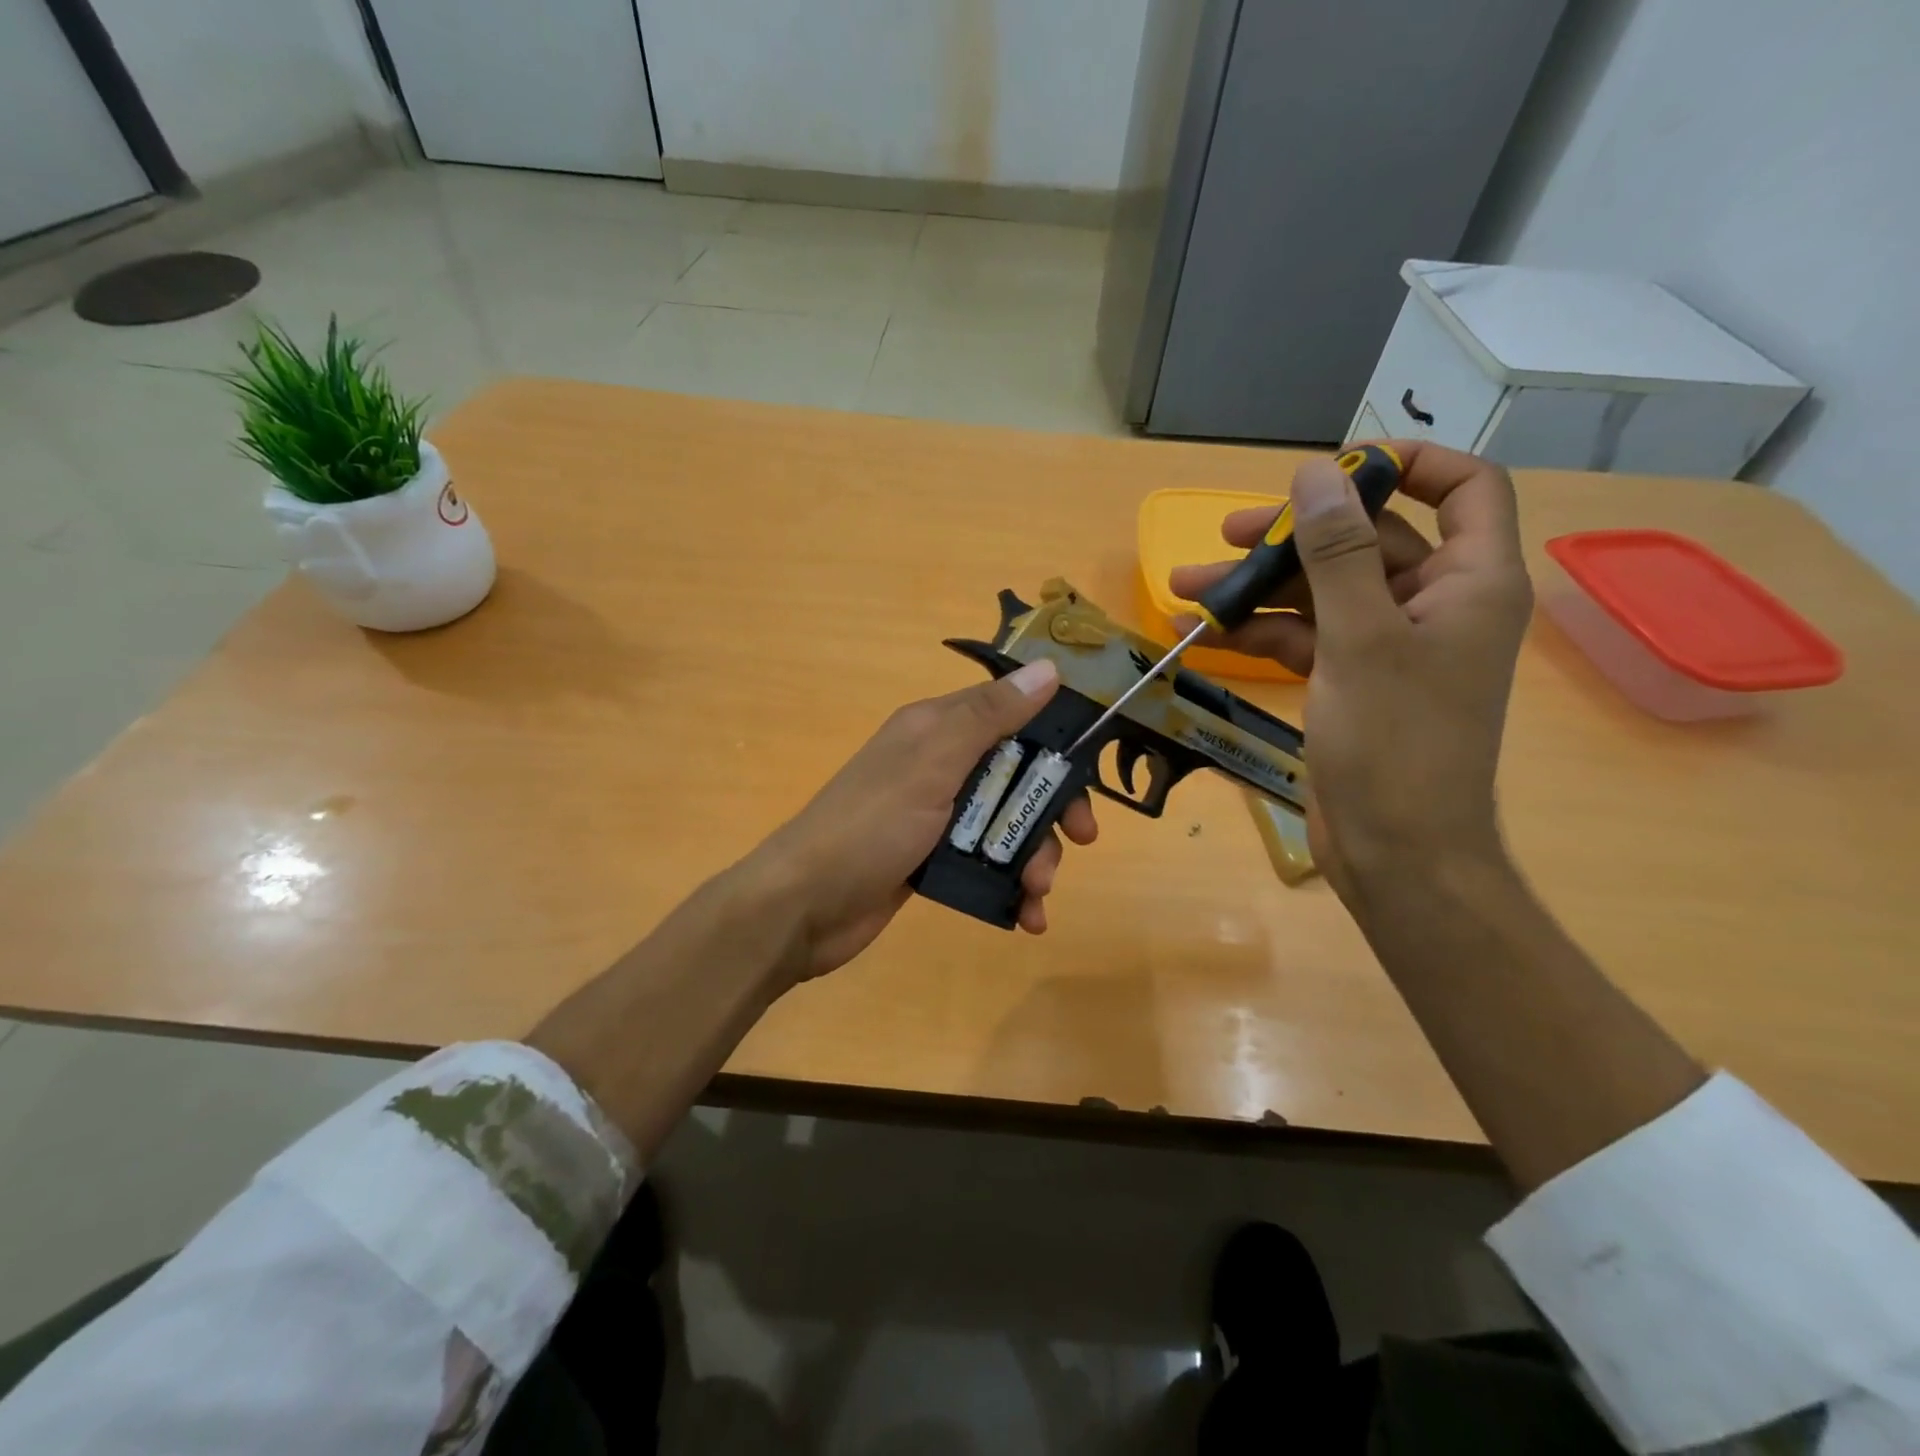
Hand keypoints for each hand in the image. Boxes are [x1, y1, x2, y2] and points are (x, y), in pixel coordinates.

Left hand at [743, 657, 1098, 982]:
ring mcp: (935, 817)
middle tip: (1083, 840)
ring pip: (1005, 825)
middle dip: (1051, 810)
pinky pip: (985, 865)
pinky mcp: (932, 861)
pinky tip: (1027, 917)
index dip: (1054, 739)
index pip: (1009, 715)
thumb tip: (1047, 669)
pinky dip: (1010, 888)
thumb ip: (989, 717)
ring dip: (1033, 857)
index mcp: (936, 730)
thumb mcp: (933, 762)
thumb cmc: (871, 825)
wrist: (804, 905)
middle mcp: (938, 766)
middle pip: (1016, 776)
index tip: (1089, 771)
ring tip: (1038, 892)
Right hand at [1169, 441, 1531, 895]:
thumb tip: (1315, 471)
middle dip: (1293, 536)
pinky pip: (1306, 638)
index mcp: (1469, 581)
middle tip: (1226, 536)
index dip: (1406, 465)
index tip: (1332, 470)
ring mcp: (1390, 646)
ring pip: (1323, 593)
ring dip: (1259, 588)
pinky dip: (1260, 632)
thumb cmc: (1394, 743)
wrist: (1397, 852)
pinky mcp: (1353, 682)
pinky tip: (1205, 632)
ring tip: (1185, 588)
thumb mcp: (1360, 638)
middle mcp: (1435, 604)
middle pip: (1367, 541)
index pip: (1464, 489)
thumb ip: (1337, 551)